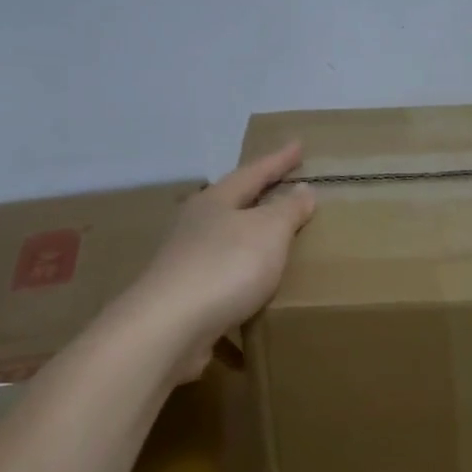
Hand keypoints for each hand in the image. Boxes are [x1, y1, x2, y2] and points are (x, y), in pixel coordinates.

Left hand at [124, 143, 316, 378]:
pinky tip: (253, 294)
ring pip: (224, 242)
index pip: (252, 172)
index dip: (278, 160)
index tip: (298, 144)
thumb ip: (287, 210)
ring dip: (247, 240)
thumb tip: (302, 189)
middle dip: (257, 197)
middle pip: (231, 204)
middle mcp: (194, 226)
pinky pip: (221, 280)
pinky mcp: (183, 298)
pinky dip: (241, 280)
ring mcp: (184, 262)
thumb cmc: (225, 266)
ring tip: (272, 242)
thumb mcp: (268, 231)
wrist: (169, 327)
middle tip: (283, 189)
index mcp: (214, 202)